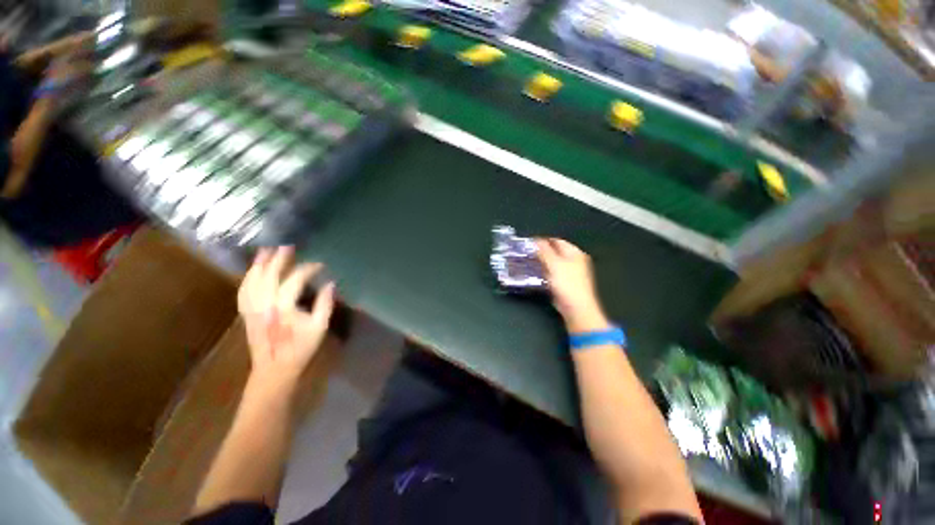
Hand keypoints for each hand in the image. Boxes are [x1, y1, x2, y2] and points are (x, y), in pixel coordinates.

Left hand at [238, 246, 335, 387]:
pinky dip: (247, 278)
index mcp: (284, 307)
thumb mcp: (319, 327)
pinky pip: (243, 292)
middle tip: (287, 246)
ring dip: (258, 264)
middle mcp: (264, 304)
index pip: (295, 279)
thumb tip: (330, 284)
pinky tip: (252, 272)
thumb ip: (325, 304)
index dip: (307, 269)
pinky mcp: (246, 314)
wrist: (274, 370)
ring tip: (265, 251)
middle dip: (278, 259)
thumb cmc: (300, 349)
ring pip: (252, 281)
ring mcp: (252, 309)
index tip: (320, 264)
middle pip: (269, 275)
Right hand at [536, 238, 608, 331]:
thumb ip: (544, 251)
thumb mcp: (554, 264)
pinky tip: (534, 274)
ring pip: (552, 263)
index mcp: (574, 253)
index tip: (528, 244)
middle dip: (540, 252)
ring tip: (527, 263)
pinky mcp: (564, 283)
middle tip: (526, 254)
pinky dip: (544, 272)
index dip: (542, 241)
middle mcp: (574, 260)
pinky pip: (552, 273)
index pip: (556, 241)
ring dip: (541, 263)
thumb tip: (536, 240)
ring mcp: (570, 272)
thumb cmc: (567, 284)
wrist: (576, 308)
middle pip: (554, 252)